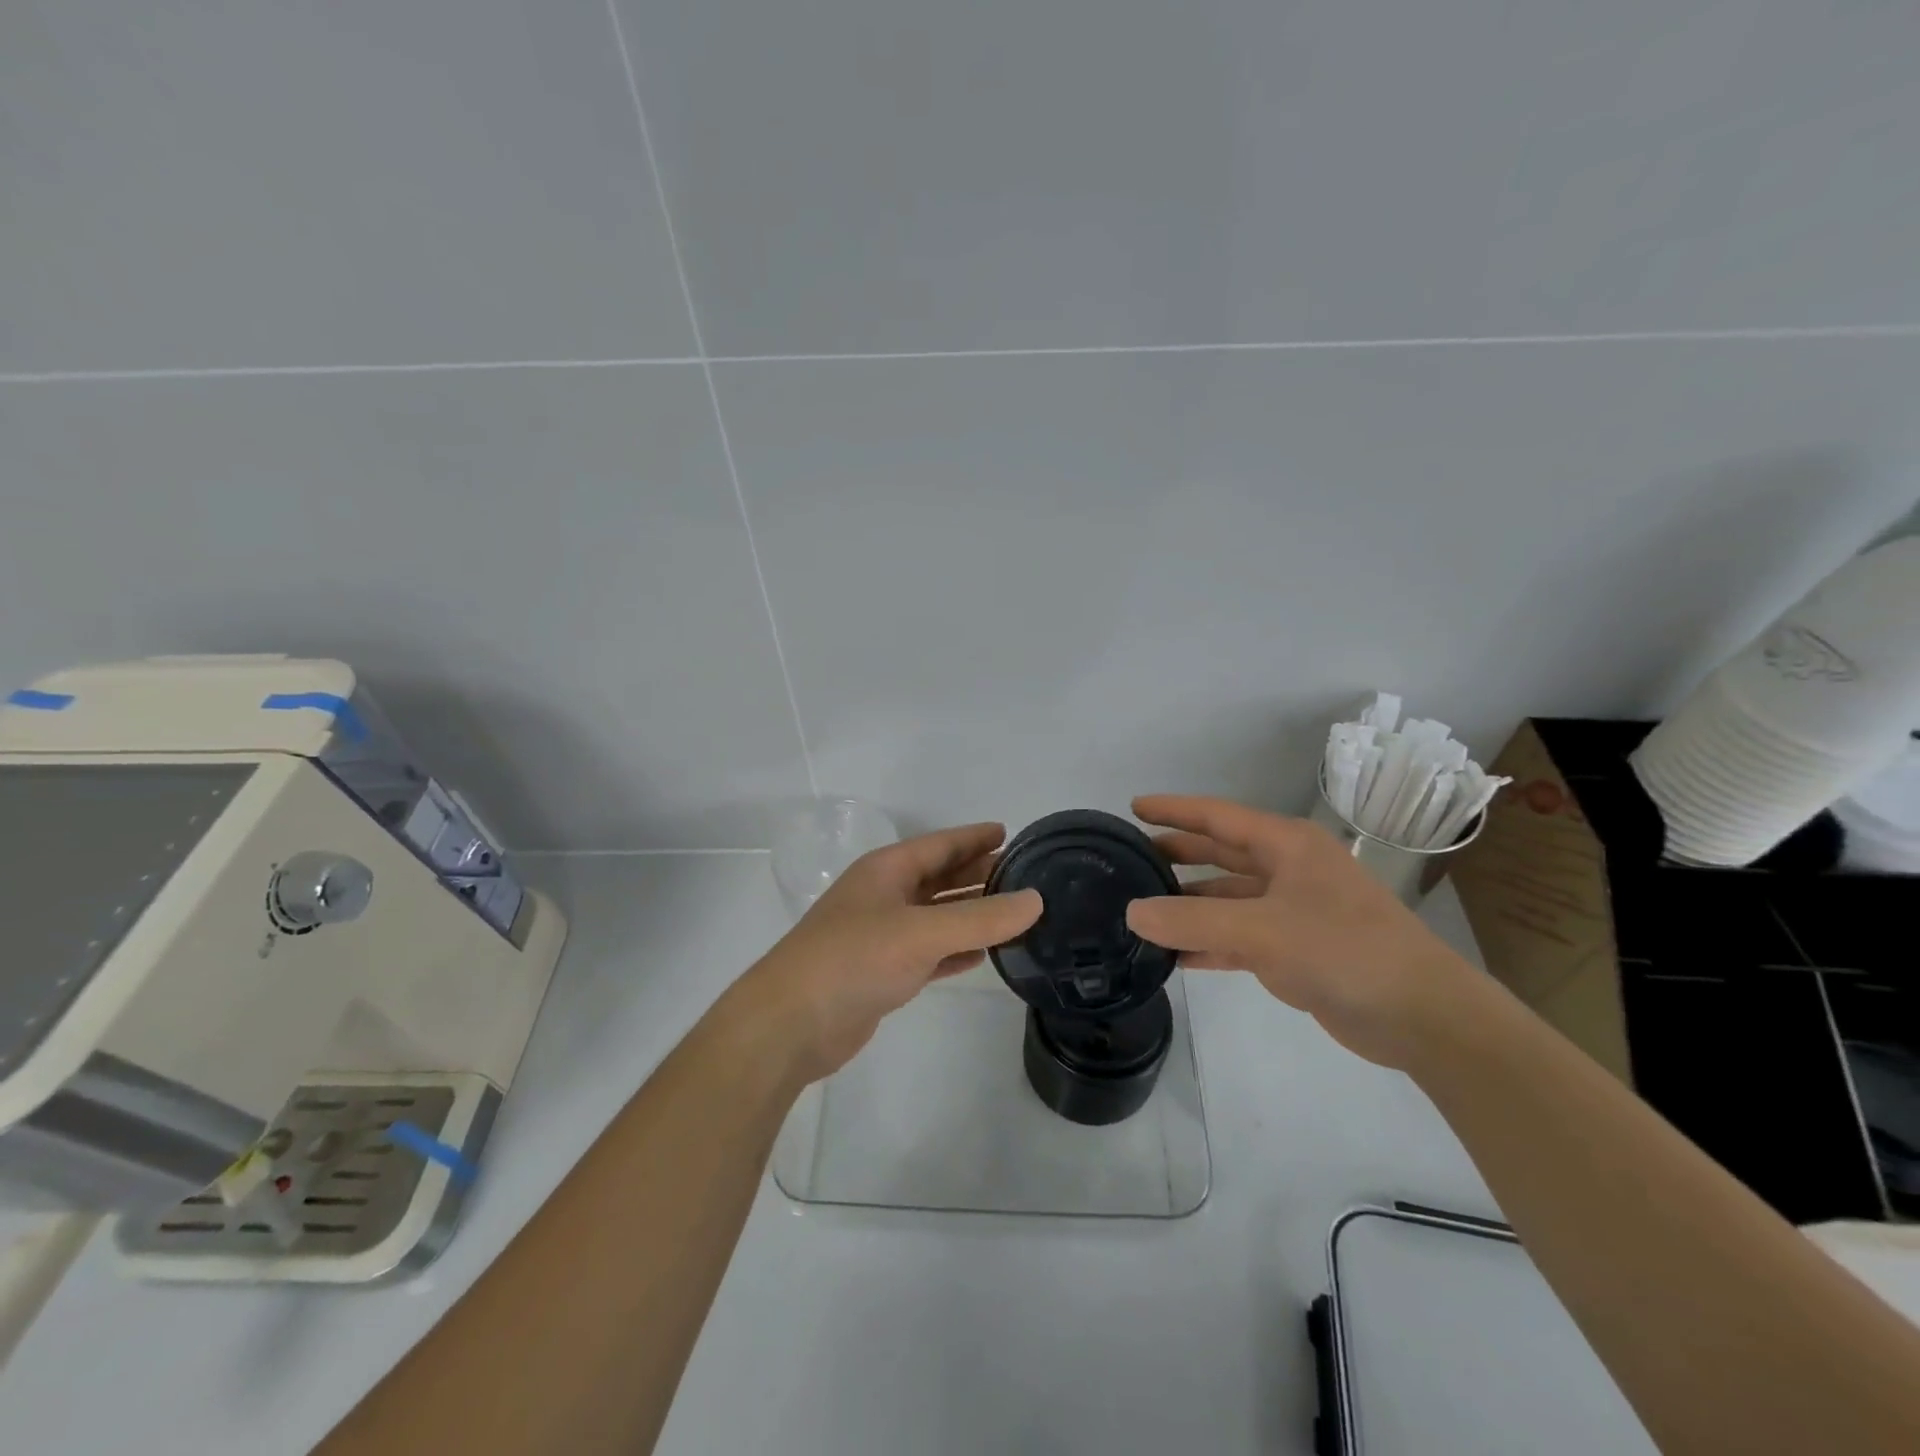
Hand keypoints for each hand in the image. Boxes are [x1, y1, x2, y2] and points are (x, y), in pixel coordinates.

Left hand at [735, 822, 1042, 1084]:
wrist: (790, 1024)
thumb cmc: (854, 960)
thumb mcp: (922, 933)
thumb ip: (981, 918)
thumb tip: (1035, 900)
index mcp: (887, 871)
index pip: (940, 844)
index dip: (974, 837)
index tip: (1010, 833)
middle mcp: (884, 896)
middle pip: (939, 877)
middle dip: (977, 873)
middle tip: (1023, 875)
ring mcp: (881, 936)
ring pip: (936, 916)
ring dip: (970, 913)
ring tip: (1013, 912)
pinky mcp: (882, 973)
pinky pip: (930, 952)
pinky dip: (955, 951)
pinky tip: (983, 955)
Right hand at [1124, 795, 1488, 1069]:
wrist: (1421, 1016)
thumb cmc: (1344, 950)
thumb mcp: (1262, 931)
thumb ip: (1193, 921)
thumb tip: (1132, 913)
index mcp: (1286, 845)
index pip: (1217, 816)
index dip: (1173, 810)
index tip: (1132, 807)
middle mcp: (1288, 869)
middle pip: (1220, 853)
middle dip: (1177, 853)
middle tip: (1130, 859)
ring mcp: (1292, 910)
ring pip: (1227, 897)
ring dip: (1189, 904)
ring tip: (1141, 910)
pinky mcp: (1295, 949)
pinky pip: (1238, 937)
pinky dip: (1208, 943)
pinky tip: (1174, 956)